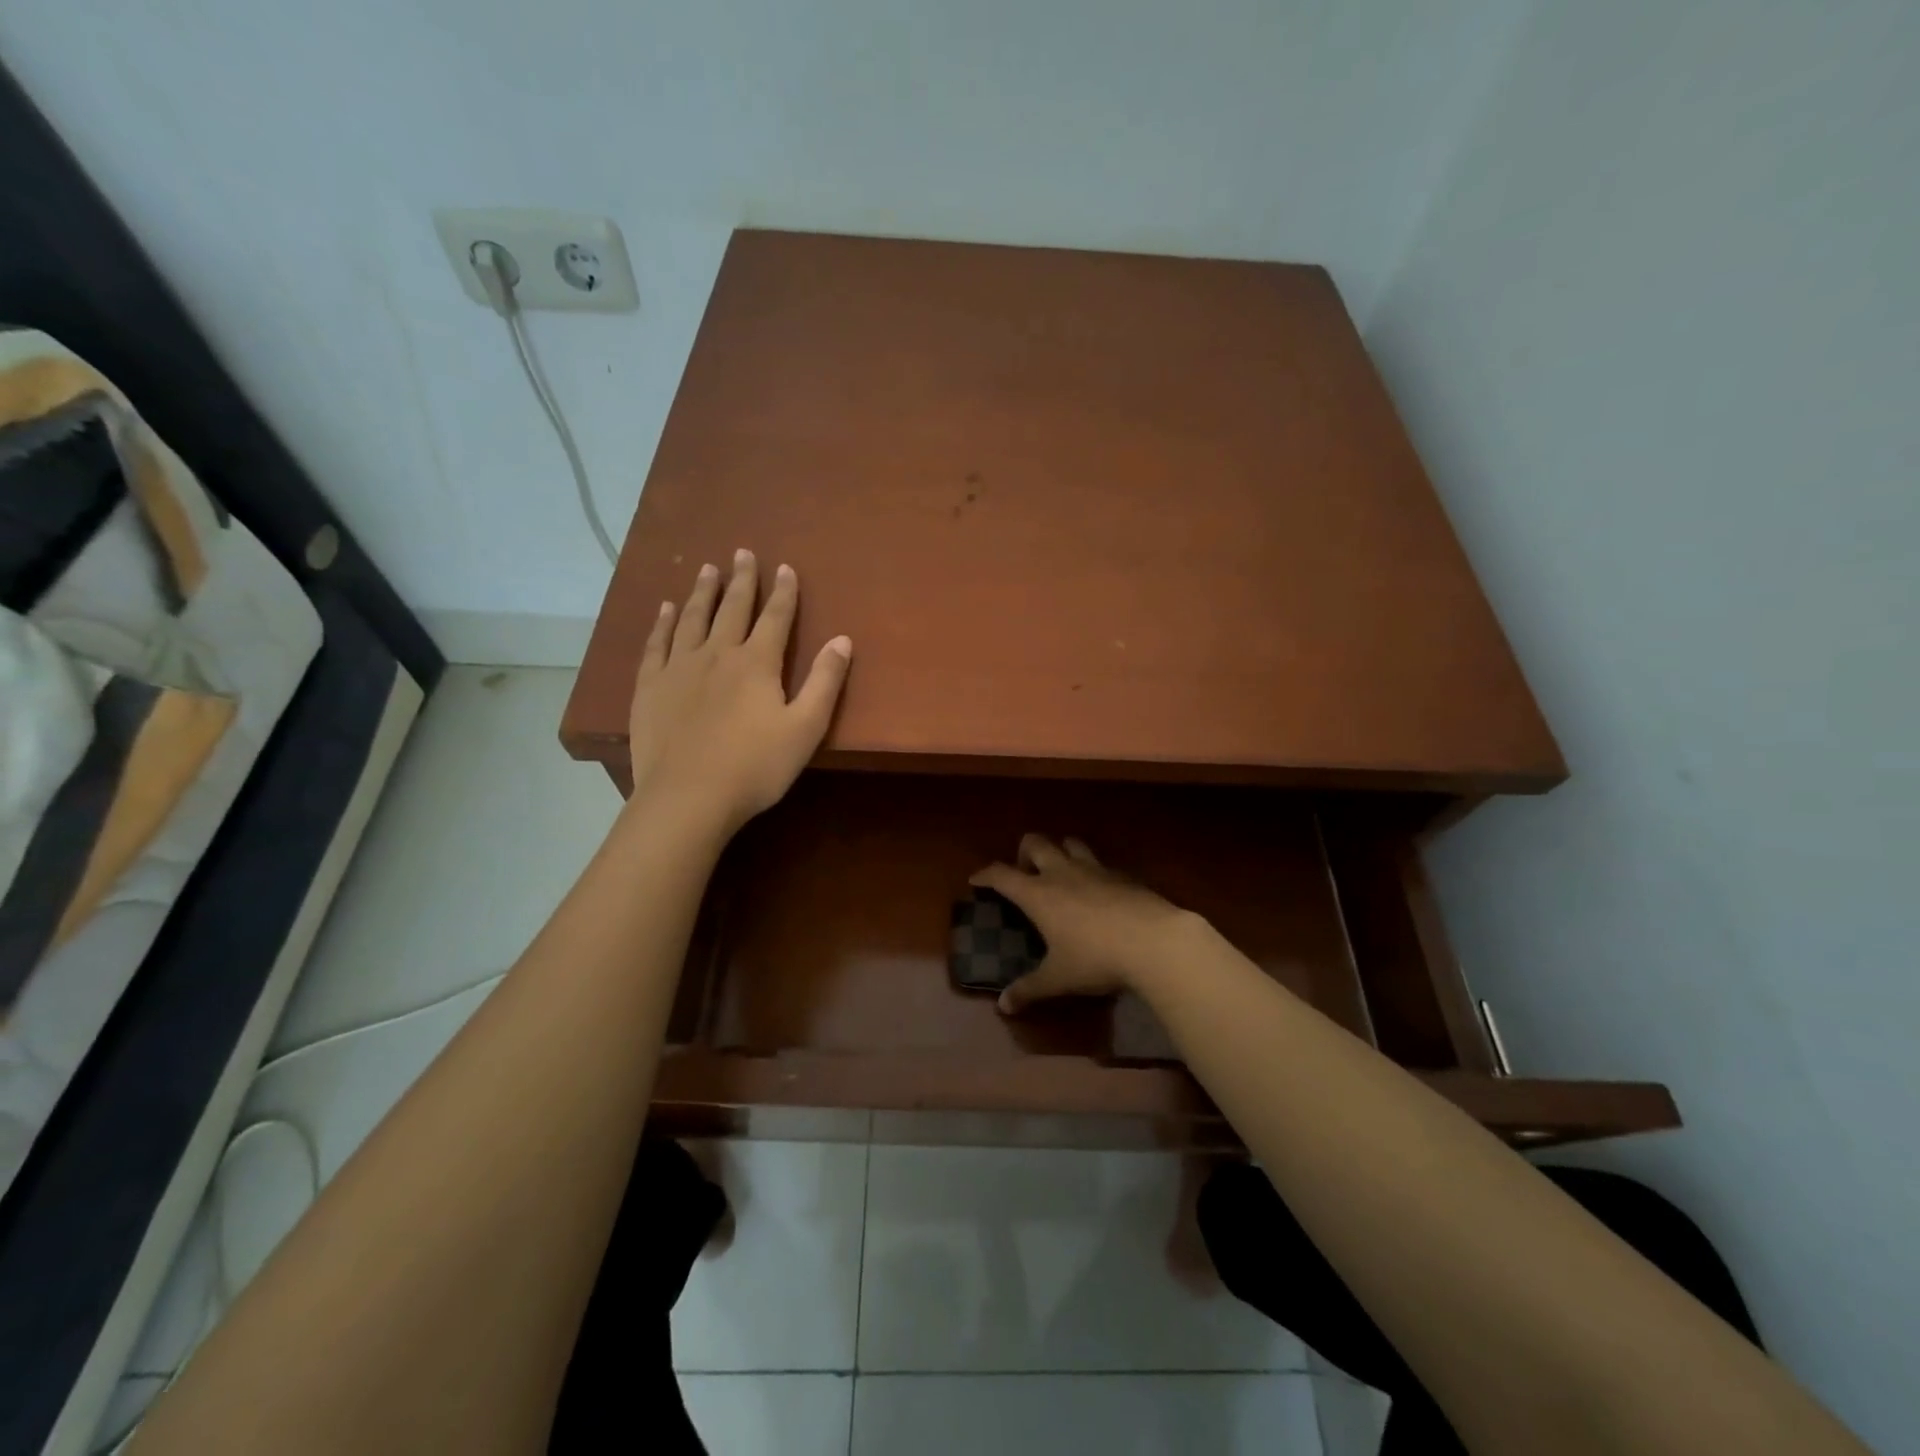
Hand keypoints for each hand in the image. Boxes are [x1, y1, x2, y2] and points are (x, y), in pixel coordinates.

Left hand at [626, 550, 850, 835]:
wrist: (689, 797)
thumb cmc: (756, 767)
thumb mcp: (805, 728)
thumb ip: (825, 682)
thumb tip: (842, 639)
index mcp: (757, 663)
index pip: (775, 618)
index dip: (783, 592)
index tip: (785, 567)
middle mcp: (717, 654)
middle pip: (732, 608)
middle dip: (742, 580)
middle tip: (743, 552)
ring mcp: (679, 668)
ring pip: (692, 618)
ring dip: (702, 592)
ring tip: (706, 569)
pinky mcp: (650, 687)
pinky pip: (656, 644)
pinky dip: (662, 623)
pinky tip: (664, 609)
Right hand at [969, 835, 1201, 1014]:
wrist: (1155, 941)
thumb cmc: (1096, 958)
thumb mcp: (1058, 978)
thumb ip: (1030, 989)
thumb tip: (1004, 1007)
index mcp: (1038, 894)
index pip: (1002, 874)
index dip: (986, 875)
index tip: (976, 880)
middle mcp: (1062, 872)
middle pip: (1036, 843)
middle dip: (1024, 852)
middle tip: (1024, 872)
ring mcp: (1094, 869)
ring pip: (1070, 843)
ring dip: (1060, 851)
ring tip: (1060, 872)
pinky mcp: (1122, 874)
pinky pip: (1099, 862)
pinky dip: (1091, 869)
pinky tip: (1098, 890)